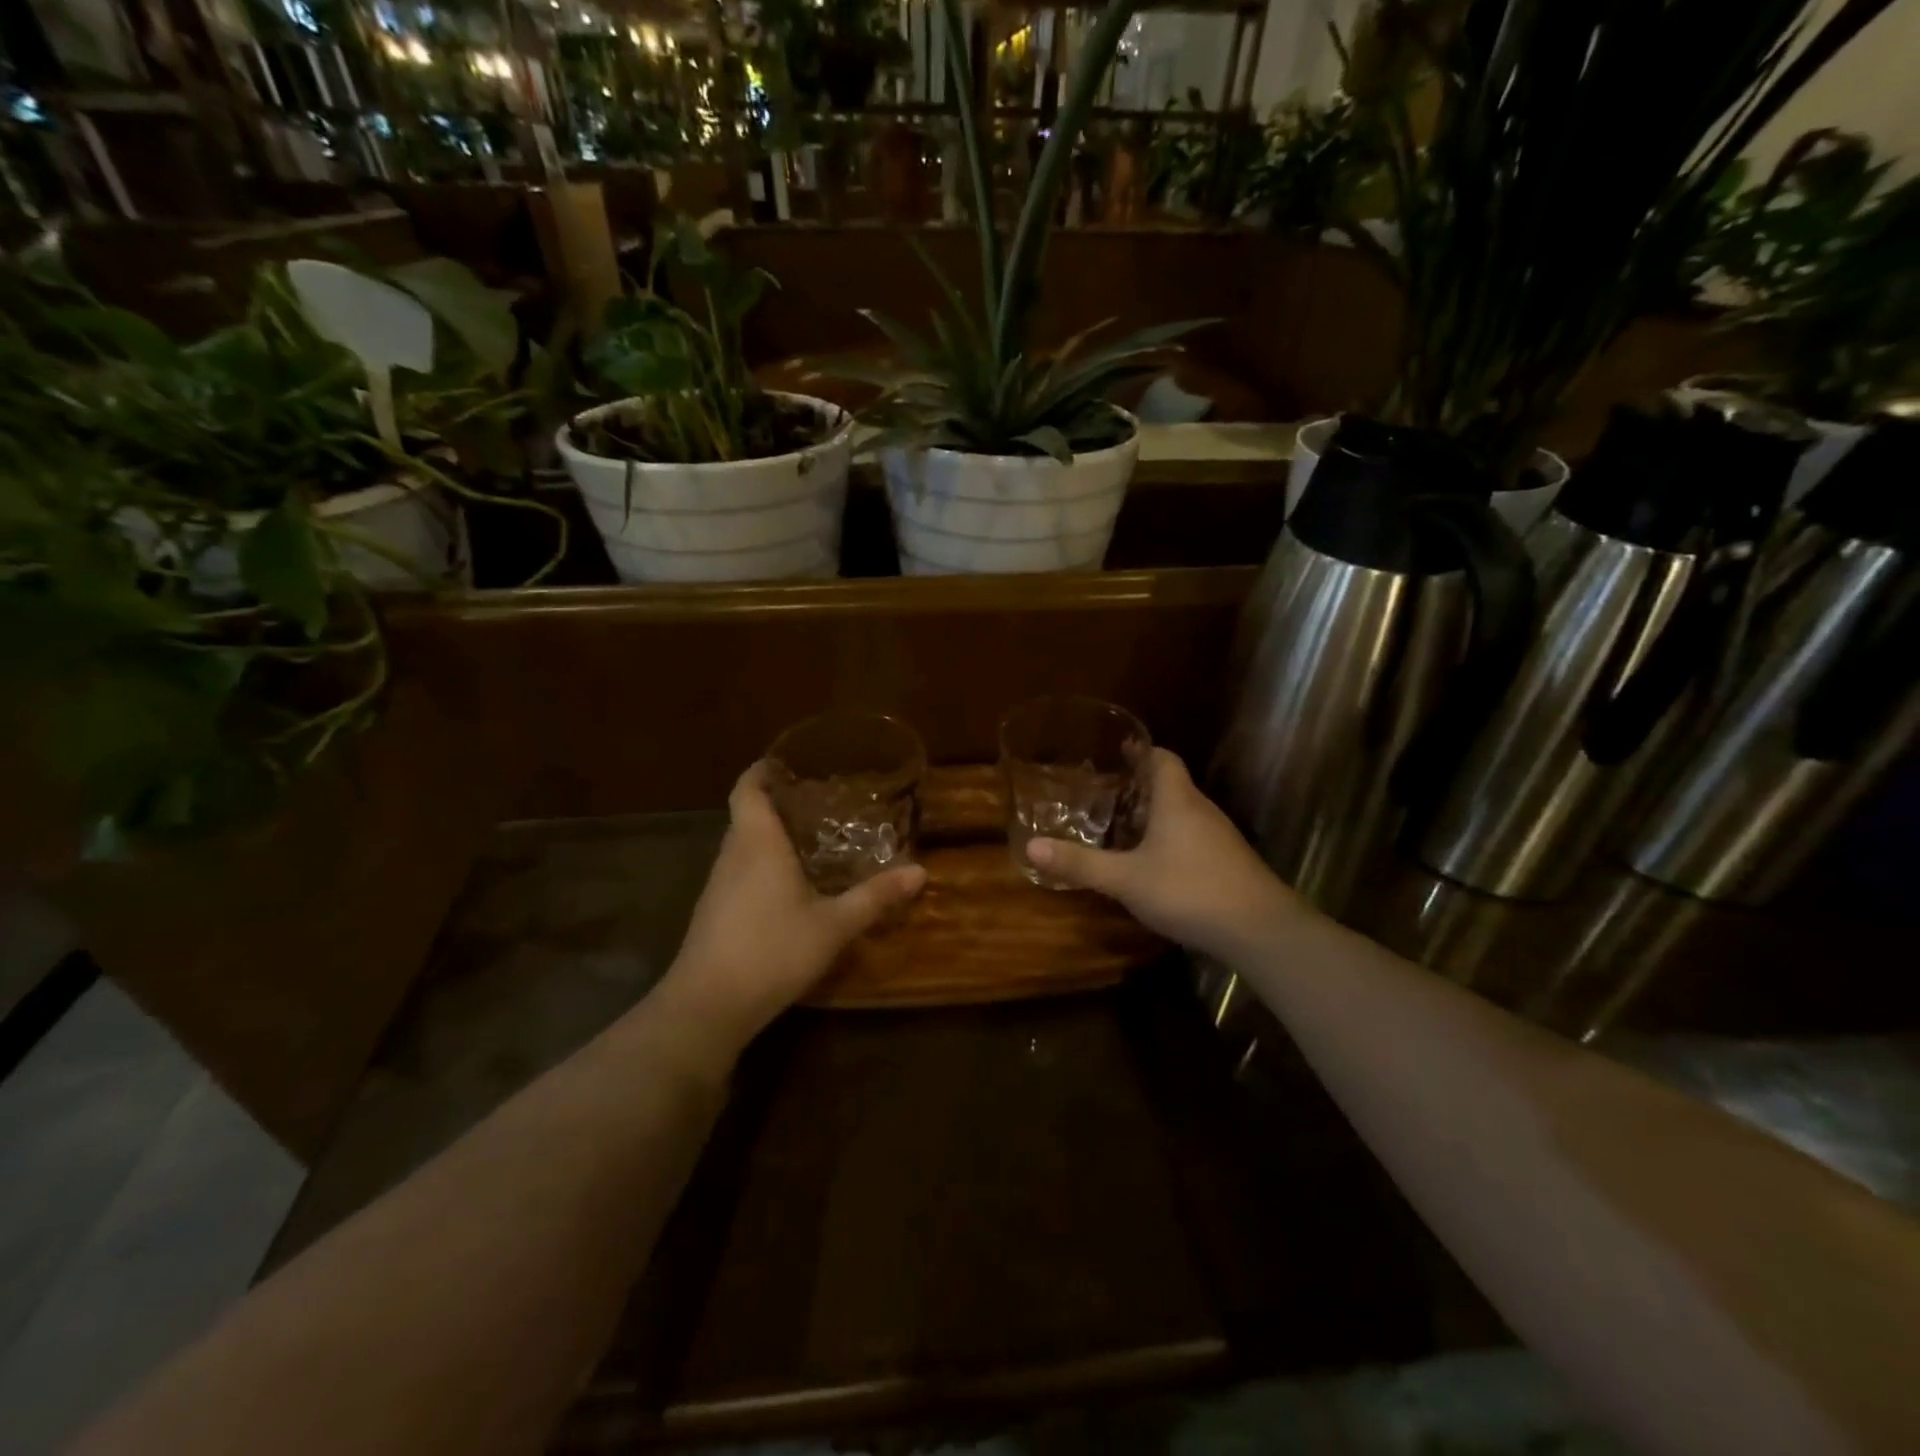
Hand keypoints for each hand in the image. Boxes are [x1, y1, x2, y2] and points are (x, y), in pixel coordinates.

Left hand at [658, 761, 926, 1061]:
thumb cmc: (773, 950)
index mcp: (757, 842)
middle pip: (747, 814)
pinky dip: (763, 864)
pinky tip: (791, 885)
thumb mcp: (834, 925)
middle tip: (821, 800)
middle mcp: (732, 854)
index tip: (790, 761)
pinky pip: (740, 871)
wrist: (708, 1006)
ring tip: (813, 838)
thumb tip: (921, 872)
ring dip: (771, 836)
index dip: (763, 769)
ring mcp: (718, 885)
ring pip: (743, 845)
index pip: (747, 787)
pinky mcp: (714, 912)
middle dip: (779, 802)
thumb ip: (876, 896)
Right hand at [1025, 748, 1309, 962]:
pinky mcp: (1227, 862)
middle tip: (1104, 792)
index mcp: (1176, 800)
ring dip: (1154, 814)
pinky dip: (1169, 839)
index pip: (1162, 757)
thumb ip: (1080, 864)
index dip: (1140, 750)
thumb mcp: (1126, 879)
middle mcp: (1200, 809)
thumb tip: (1030, 847)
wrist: (1260, 930)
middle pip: (1170, 784)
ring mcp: (1219, 837)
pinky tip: (1152, 862)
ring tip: (1120, 825)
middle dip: (1138, 785)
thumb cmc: (1189, 890)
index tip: (1115, 751)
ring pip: (1182, 813)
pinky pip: (1192, 837)